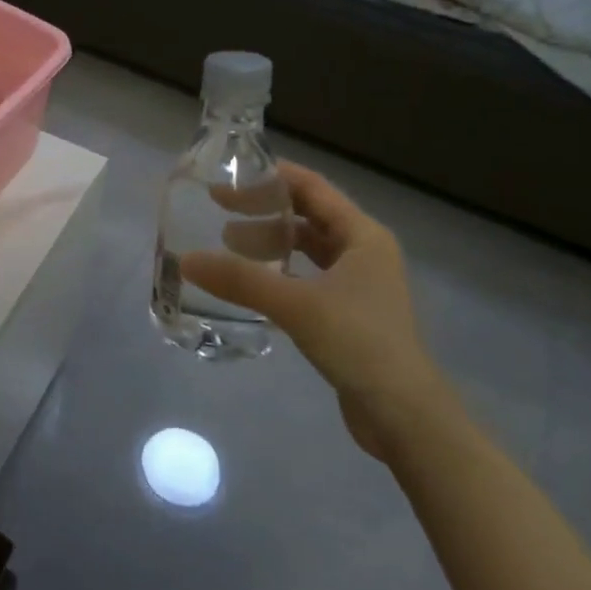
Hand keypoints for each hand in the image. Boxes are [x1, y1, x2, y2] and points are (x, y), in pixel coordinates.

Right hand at [181, 161, 447, 458]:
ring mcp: (359, 285)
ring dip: (271, 243)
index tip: (231, 174)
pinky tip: (252, 283)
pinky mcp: (350, 314)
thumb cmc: (358, 342)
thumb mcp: (295, 304)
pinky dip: (280, 273)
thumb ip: (240, 280)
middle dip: (265, 211)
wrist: (404, 415)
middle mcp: (364, 252)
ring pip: (308, 249)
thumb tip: (187, 260)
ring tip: (228, 245)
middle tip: (219, 210)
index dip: (272, 176)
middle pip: (308, 216)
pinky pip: (308, 278)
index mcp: (363, 235)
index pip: (313, 188)